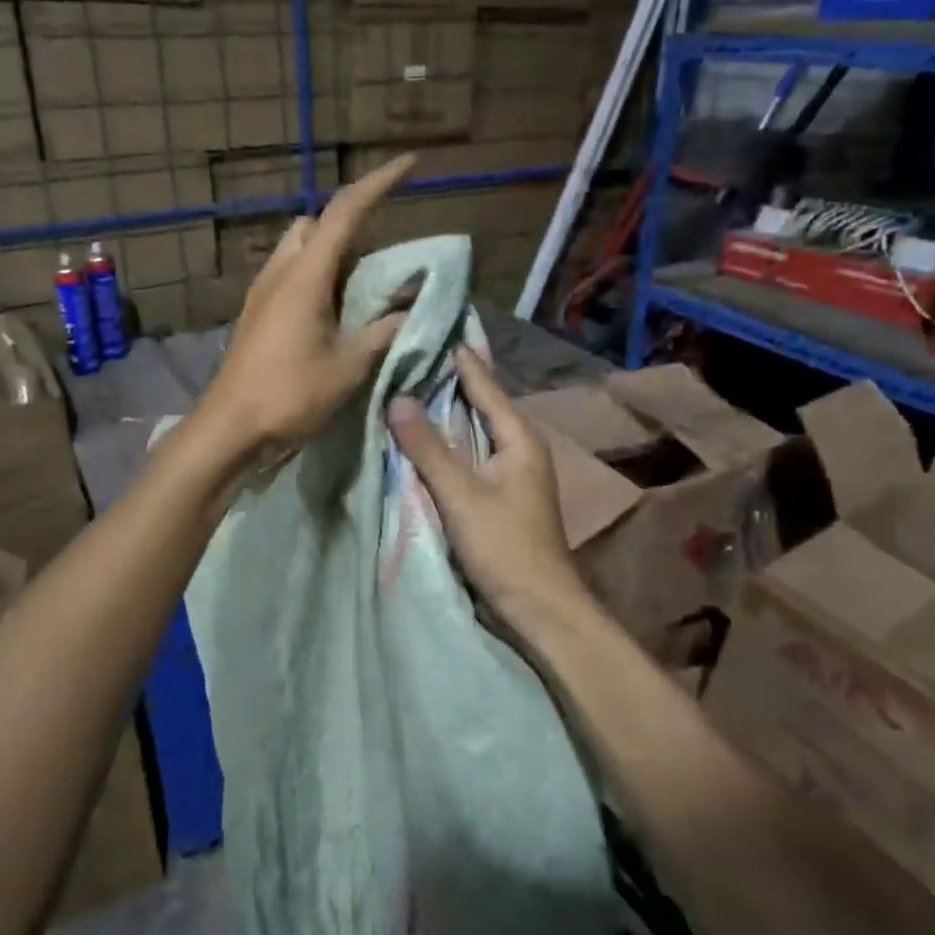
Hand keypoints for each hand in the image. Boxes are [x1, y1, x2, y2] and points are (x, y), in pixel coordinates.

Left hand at [196, 153, 415, 460]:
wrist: (230, 426)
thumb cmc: (290, 394)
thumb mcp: (349, 366)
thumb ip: (383, 332)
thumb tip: (410, 311)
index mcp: (306, 275)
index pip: (346, 212)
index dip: (379, 183)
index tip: (409, 165)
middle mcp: (280, 271)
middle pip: (314, 224)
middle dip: (347, 224)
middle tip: (376, 258)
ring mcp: (262, 291)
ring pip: (297, 248)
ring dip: (328, 253)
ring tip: (355, 290)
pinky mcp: (255, 313)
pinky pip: (287, 274)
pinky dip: (313, 276)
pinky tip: (327, 314)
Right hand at [387, 347, 593, 633]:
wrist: (538, 608)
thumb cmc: (505, 546)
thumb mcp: (461, 494)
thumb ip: (428, 447)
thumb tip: (397, 397)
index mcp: (519, 437)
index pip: (483, 383)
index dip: (456, 357)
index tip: (427, 327)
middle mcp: (518, 447)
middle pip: (478, 404)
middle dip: (444, 381)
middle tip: (405, 354)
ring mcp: (510, 473)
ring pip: (472, 431)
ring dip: (443, 413)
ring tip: (405, 387)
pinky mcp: (498, 495)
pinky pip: (468, 455)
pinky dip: (445, 443)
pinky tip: (420, 439)